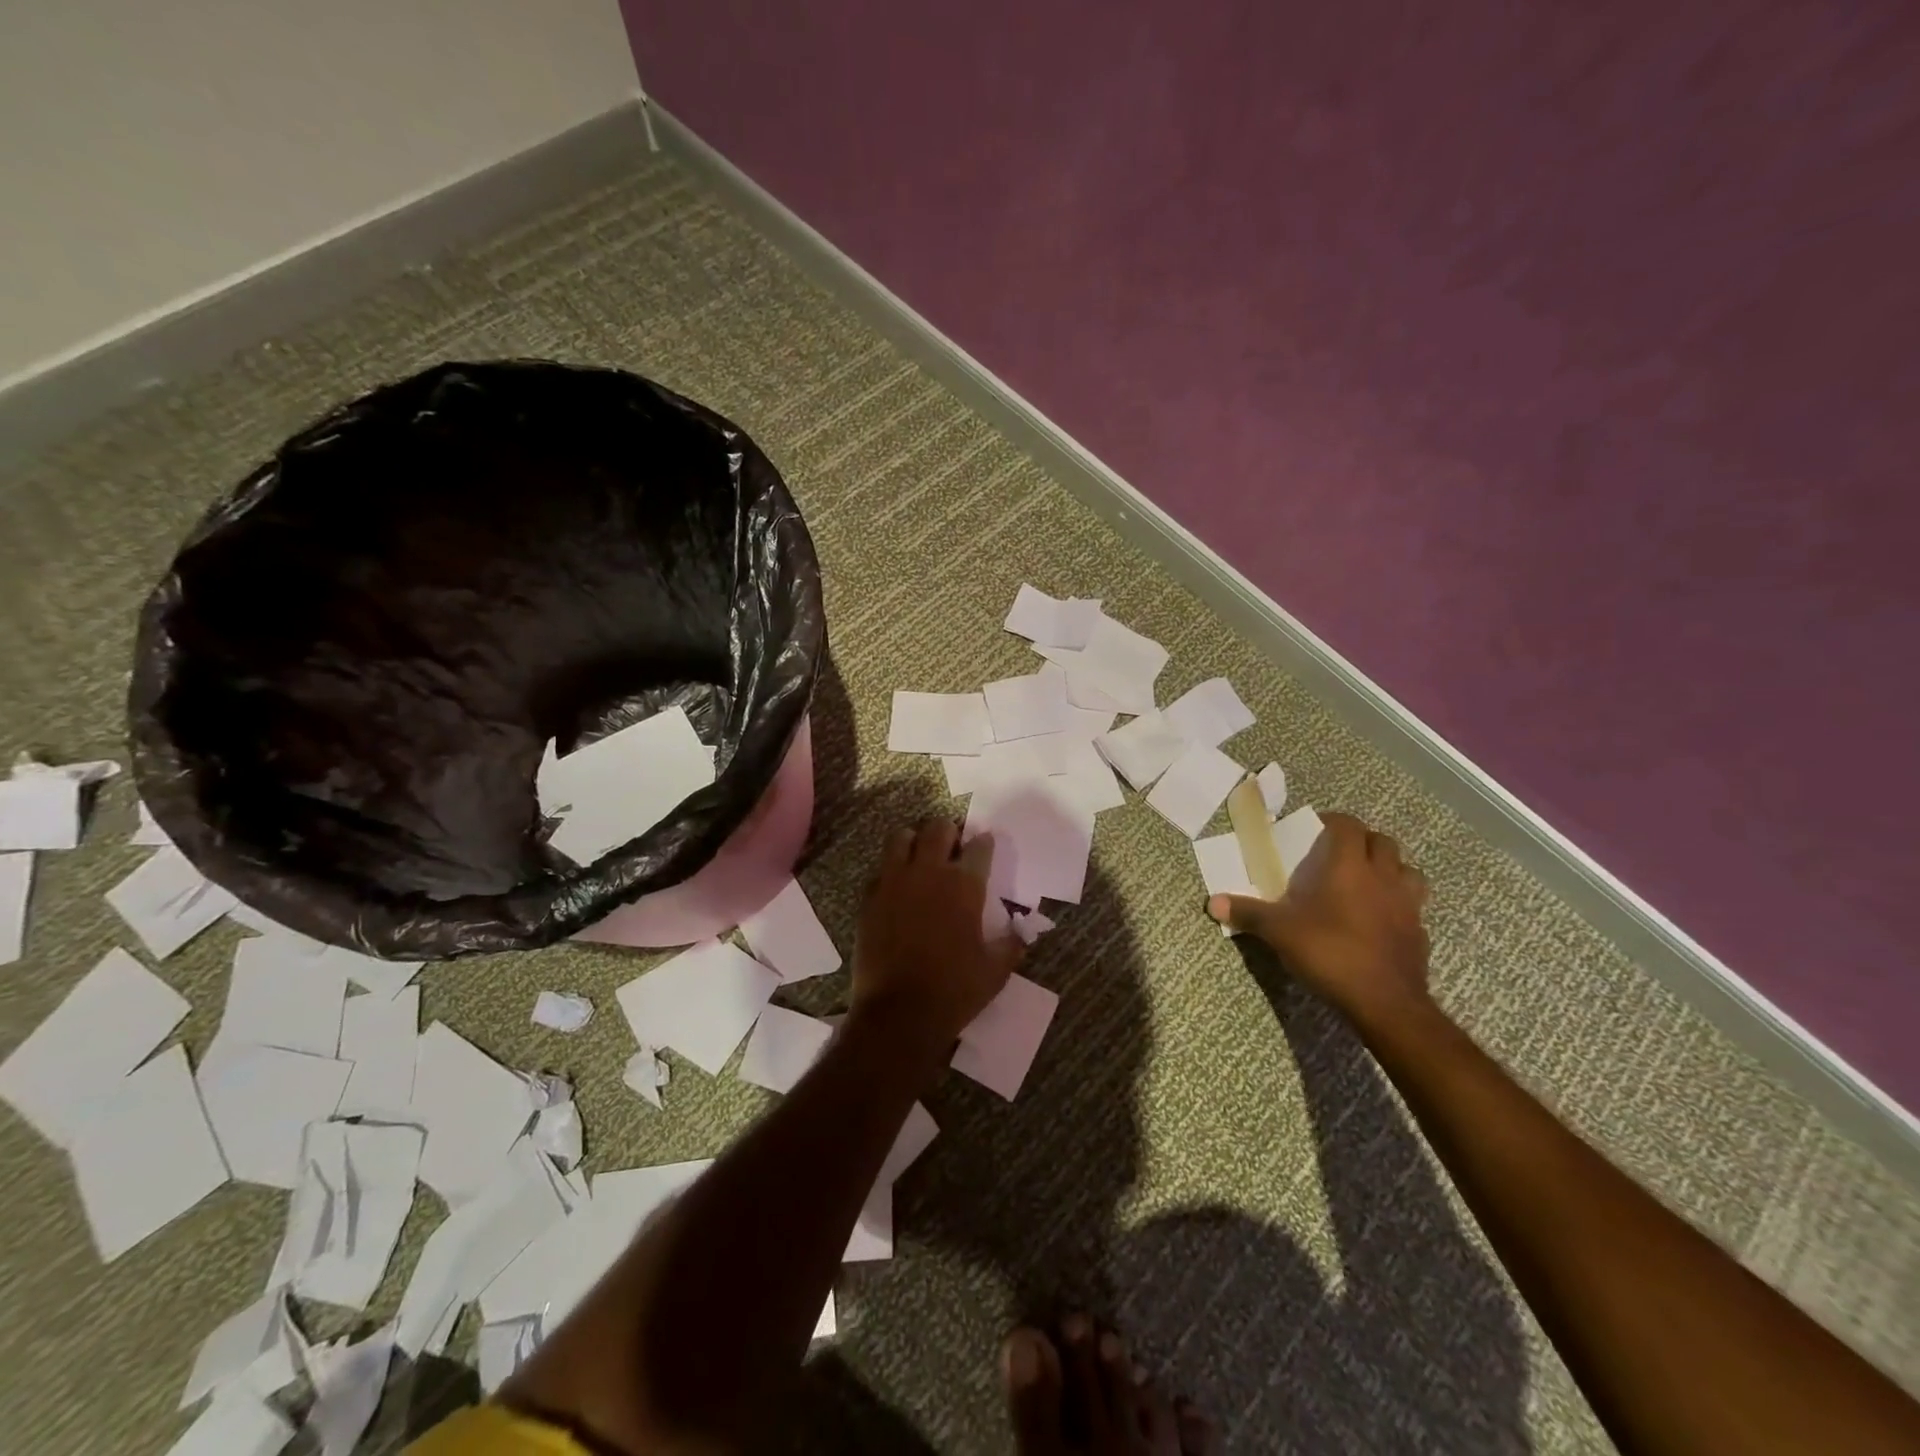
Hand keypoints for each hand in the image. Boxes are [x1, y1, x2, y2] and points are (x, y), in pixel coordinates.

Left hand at [851, 819, 1021, 1050]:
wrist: (898, 1013)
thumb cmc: (954, 991)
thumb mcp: (995, 971)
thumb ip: (1011, 944)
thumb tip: (1020, 931)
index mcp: (964, 885)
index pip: (979, 847)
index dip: (984, 844)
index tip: (985, 847)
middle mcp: (928, 872)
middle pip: (938, 829)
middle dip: (949, 833)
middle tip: (953, 847)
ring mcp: (894, 882)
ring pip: (901, 837)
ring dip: (914, 841)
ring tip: (920, 857)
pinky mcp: (869, 898)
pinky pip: (880, 870)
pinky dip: (891, 871)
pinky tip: (897, 888)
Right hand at [1209, 812, 1430, 1027]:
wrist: (1386, 1003)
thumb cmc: (1330, 953)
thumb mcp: (1279, 932)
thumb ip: (1248, 913)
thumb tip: (1211, 902)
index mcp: (1350, 867)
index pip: (1349, 826)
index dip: (1333, 822)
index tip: (1315, 831)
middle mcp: (1384, 877)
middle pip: (1383, 841)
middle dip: (1362, 841)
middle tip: (1338, 855)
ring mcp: (1408, 905)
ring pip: (1408, 870)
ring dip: (1389, 869)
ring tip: (1367, 882)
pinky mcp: (1420, 932)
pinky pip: (1413, 905)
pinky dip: (1398, 904)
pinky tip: (1380, 920)